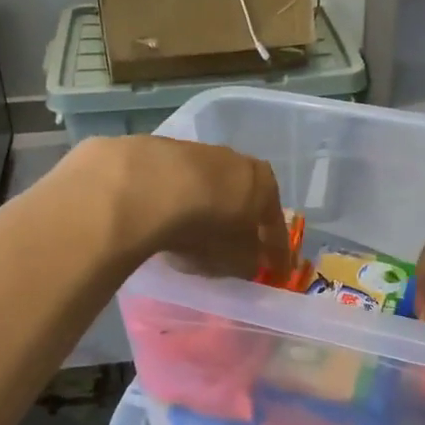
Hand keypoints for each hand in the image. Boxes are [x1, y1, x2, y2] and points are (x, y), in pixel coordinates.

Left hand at [73, 136, 290, 282]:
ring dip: (208, 209)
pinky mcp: (161, 151)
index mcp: (264, 184)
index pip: (275, 225)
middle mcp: (236, 160)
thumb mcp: (233, 259)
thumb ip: (247, 262)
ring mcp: (198, 152)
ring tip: (196, 235)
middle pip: (243, 199)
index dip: (277, 254)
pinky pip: (178, 185)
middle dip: (242, 224)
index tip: (277, 274)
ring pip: (210, 187)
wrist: (146, 188)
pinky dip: (178, 202)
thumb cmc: (205, 227)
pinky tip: (167, 219)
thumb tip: (249, 262)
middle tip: (237, 249)